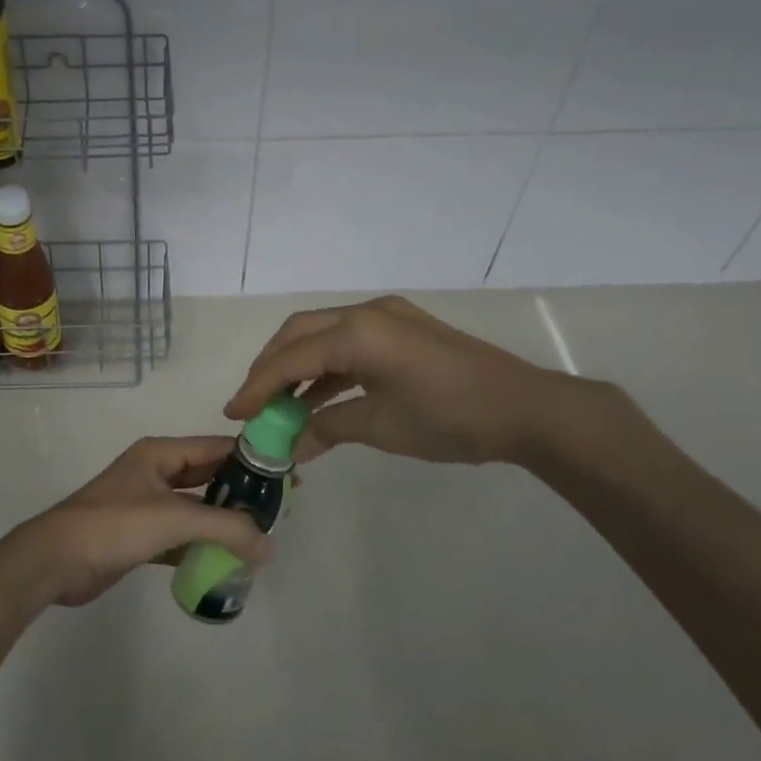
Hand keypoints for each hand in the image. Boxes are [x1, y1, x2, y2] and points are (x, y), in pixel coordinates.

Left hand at [0, 436, 271, 608]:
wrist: (56, 560)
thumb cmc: (115, 525)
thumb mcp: (174, 518)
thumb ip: (226, 528)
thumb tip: (270, 545)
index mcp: (161, 453)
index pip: (217, 447)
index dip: (252, 459)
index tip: (286, 475)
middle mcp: (155, 472)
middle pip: (208, 475)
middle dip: (240, 492)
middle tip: (277, 511)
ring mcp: (145, 504)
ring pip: (195, 507)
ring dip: (222, 521)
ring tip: (258, 538)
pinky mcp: (138, 535)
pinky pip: (180, 535)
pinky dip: (200, 545)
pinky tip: (224, 562)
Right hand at [224, 295, 593, 465]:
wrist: (526, 408)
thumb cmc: (450, 417)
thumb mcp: (382, 426)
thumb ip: (327, 429)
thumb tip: (289, 448)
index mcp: (358, 331)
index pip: (291, 357)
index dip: (258, 386)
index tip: (234, 413)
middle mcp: (367, 312)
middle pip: (300, 333)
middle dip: (271, 367)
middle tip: (252, 403)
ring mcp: (388, 317)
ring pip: (324, 334)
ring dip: (298, 365)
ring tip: (279, 403)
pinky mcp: (403, 329)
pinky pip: (350, 342)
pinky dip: (328, 366)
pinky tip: (318, 397)